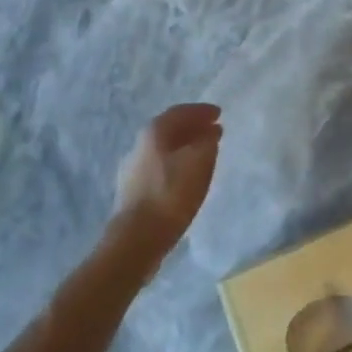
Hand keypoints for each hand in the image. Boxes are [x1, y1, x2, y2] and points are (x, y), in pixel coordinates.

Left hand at [112, 103, 221, 256]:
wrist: (135, 240)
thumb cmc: (170, 196)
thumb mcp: (198, 163)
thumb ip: (207, 142)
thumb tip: (210, 132)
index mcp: (154, 132)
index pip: (180, 112)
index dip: (201, 111)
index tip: (219, 113)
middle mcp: (139, 145)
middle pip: (170, 128)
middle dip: (193, 127)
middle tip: (213, 130)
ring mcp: (133, 168)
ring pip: (164, 148)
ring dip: (185, 146)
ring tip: (204, 152)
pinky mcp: (132, 190)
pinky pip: (160, 166)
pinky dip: (176, 163)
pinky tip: (186, 176)